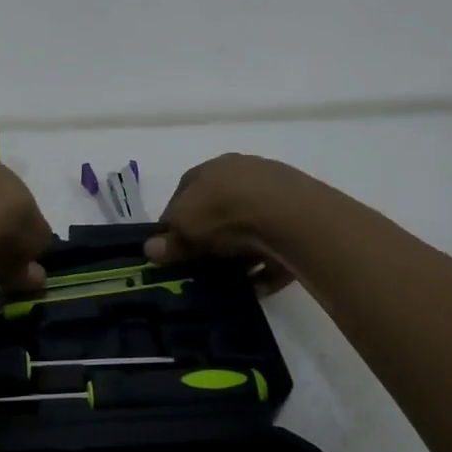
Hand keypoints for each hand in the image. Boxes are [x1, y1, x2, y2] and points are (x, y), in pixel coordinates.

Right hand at [144, 154, 320, 292]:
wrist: (288, 215)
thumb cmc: (224, 211)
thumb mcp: (185, 227)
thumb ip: (169, 240)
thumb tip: (151, 250)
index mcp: (212, 168)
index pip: (185, 191)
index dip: (175, 219)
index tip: (171, 246)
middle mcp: (243, 172)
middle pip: (219, 207)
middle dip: (209, 235)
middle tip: (201, 262)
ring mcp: (275, 192)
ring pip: (249, 225)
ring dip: (239, 251)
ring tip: (230, 277)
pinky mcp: (300, 218)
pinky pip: (276, 245)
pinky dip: (266, 264)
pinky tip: (258, 283)